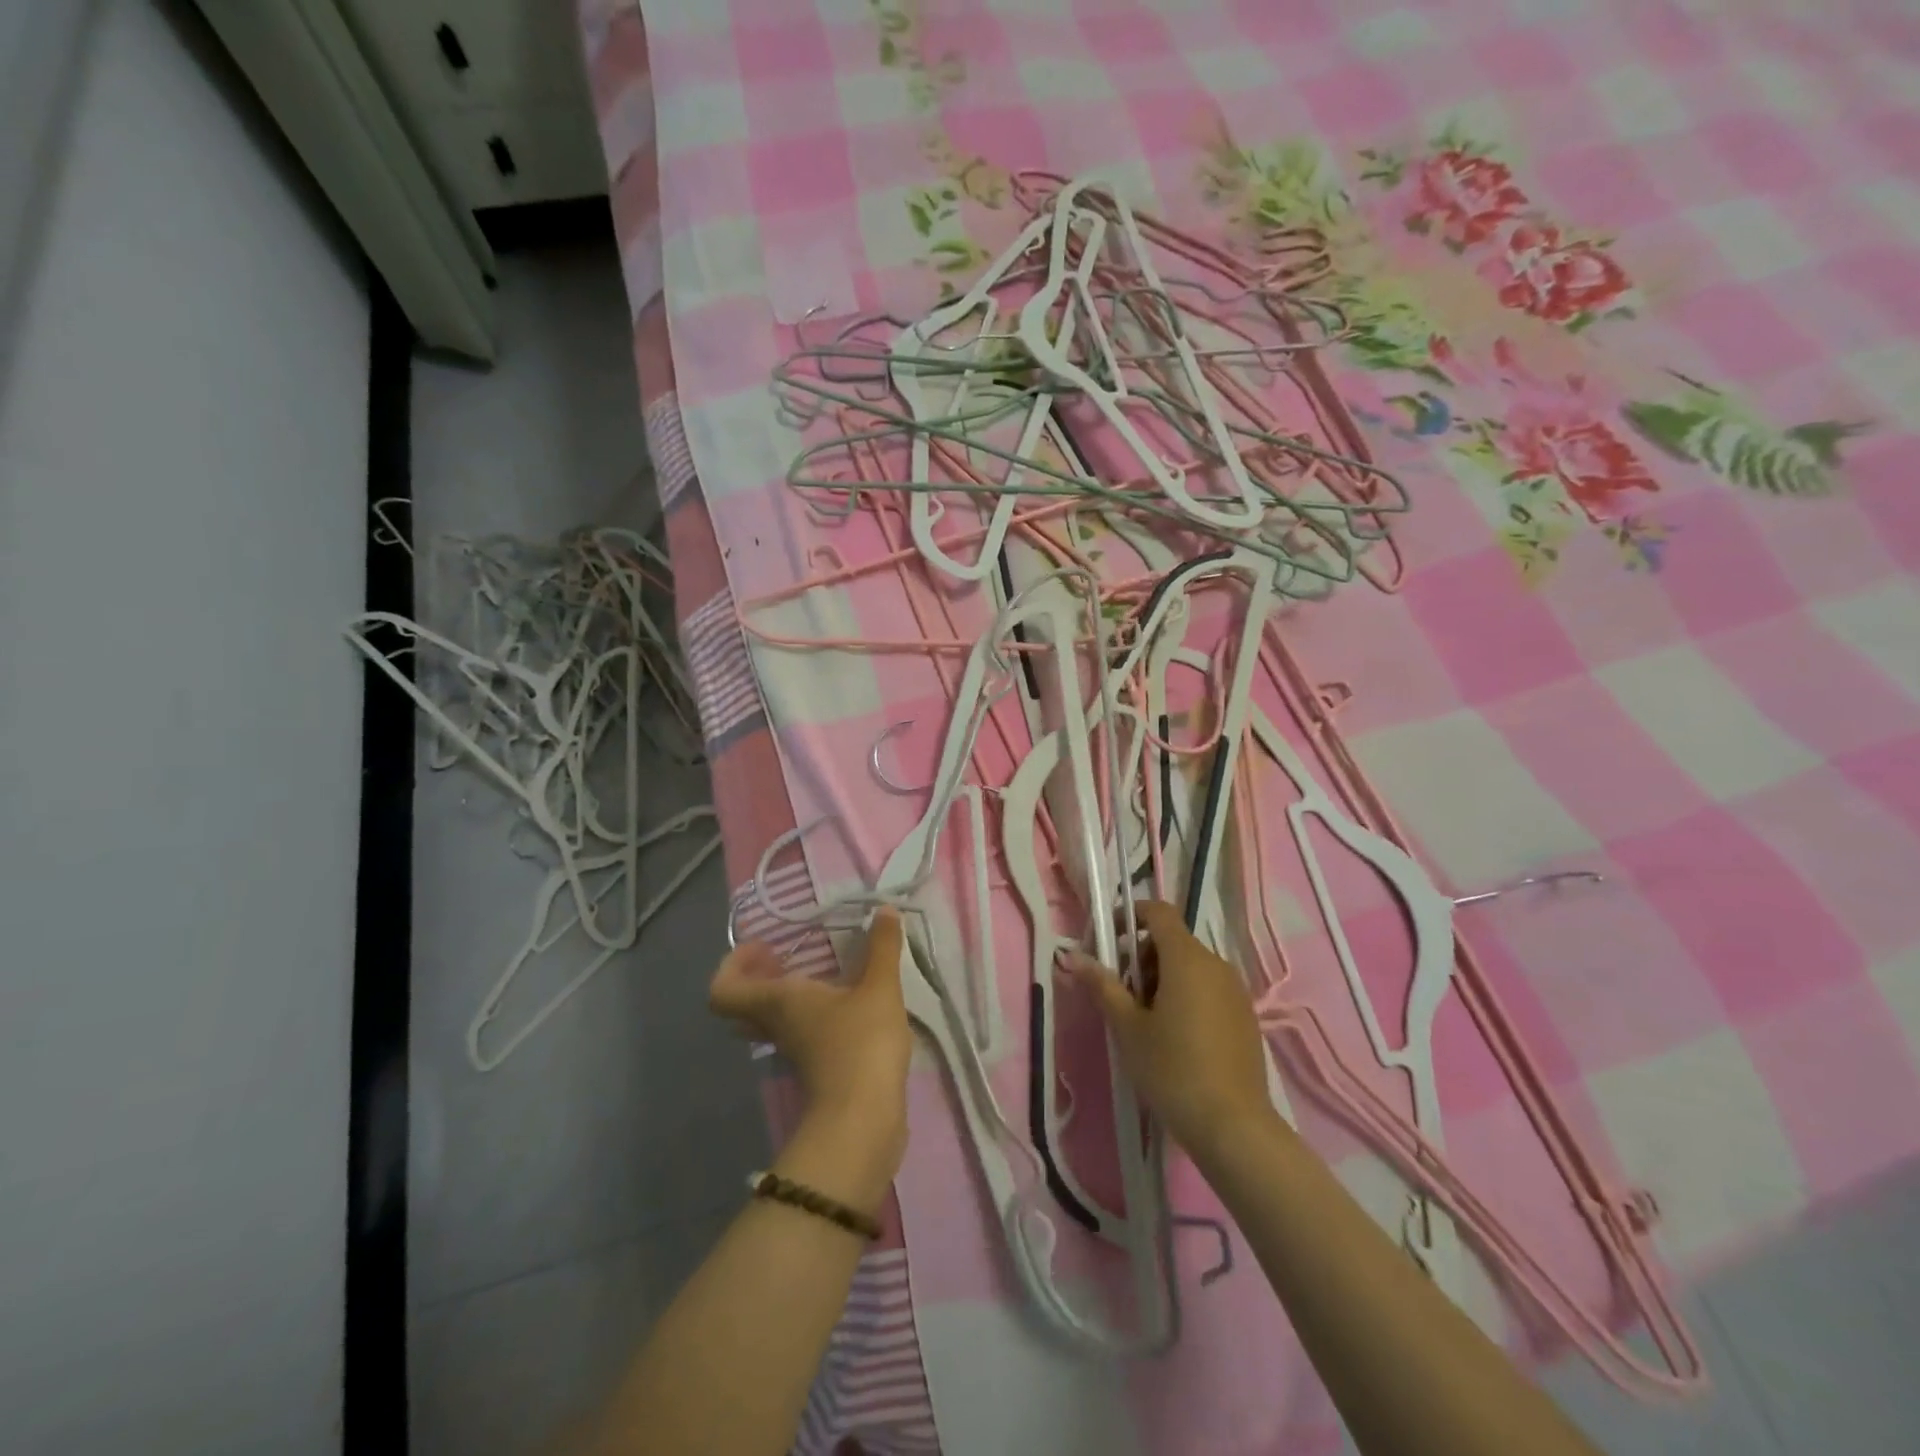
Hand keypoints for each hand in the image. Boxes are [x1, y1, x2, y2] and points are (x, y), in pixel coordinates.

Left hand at [709, 910, 912, 1192]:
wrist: (864, 1121)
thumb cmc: (861, 1044)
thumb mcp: (879, 988)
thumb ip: (883, 948)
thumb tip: (885, 909)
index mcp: (778, 1002)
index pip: (723, 989)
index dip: (734, 964)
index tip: (768, 947)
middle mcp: (776, 1025)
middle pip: (744, 1005)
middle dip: (760, 977)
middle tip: (788, 958)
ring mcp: (793, 1052)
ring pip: (770, 1021)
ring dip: (786, 997)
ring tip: (822, 977)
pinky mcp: (814, 1070)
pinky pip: (797, 1035)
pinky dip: (810, 1017)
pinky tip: (845, 1007)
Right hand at [1065, 899, 1274, 1162]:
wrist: (1234, 1127)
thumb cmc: (1173, 1070)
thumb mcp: (1128, 1028)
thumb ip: (1103, 986)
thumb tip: (1074, 956)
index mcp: (1186, 958)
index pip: (1158, 912)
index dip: (1131, 915)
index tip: (1109, 940)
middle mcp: (1215, 964)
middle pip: (1173, 940)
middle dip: (1142, 955)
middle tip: (1122, 992)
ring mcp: (1235, 990)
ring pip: (1191, 965)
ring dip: (1163, 976)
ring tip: (1145, 1018)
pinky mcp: (1245, 1015)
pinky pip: (1209, 987)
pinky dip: (1187, 994)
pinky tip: (1176, 1035)